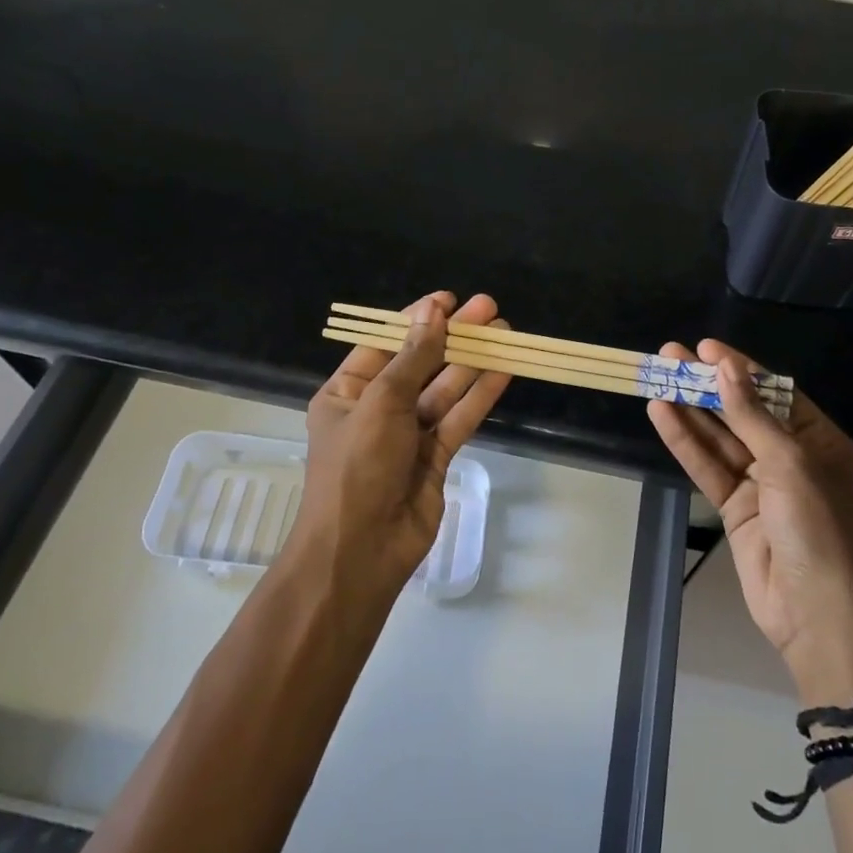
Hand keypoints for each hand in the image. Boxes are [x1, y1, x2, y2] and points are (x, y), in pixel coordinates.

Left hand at [299, 291, 510, 590]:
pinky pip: (459, 417)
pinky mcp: (436, 457)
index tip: (449, 299)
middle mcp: (377, 410)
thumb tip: (432, 312)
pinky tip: (504, 370)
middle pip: (421, 363)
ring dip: (473, 361)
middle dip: (453, 337)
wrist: (362, 552)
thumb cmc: (357, 468)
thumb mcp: (381, 403)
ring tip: (504, 331)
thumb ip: (413, 358)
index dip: (416, 320)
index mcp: (348, 392)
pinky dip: (480, 394)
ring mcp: (408, 435)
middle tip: (488, 308)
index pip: (385, 345)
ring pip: (445, 389)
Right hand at [648, 341, 852, 706]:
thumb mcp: (790, 464)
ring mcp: (761, 484)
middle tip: (670, 355)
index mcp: (819, 441)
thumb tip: (727, 368)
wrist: (820, 617)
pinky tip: (661, 414)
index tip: (706, 347)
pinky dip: (685, 442)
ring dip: (690, 408)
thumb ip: (752, 416)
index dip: (740, 368)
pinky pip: (707, 467)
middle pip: (742, 411)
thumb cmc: (819, 528)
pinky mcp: (735, 509)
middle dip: (708, 384)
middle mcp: (790, 457)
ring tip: (657, 376)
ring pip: (719, 437)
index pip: (775, 392)